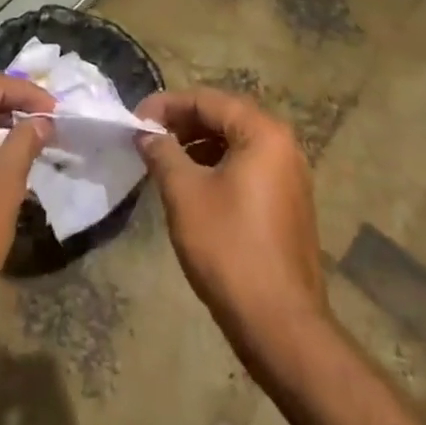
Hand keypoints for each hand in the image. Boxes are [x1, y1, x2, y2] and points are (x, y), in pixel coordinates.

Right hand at [135, 88, 330, 366]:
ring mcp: (290, 176)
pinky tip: (191, 186)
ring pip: (236, 143)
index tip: (135, 119)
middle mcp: (284, 145)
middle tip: (147, 137)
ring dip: (197, 145)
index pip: (208, 100)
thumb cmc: (229, 248)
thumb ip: (162, 152)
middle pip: (225, 117)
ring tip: (163, 160)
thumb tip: (146, 133)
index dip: (166, 105)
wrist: (280, 325)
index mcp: (263, 133)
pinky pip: (247, 168)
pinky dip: (216, 166)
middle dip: (182, 123)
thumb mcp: (184, 193)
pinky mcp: (288, 204)